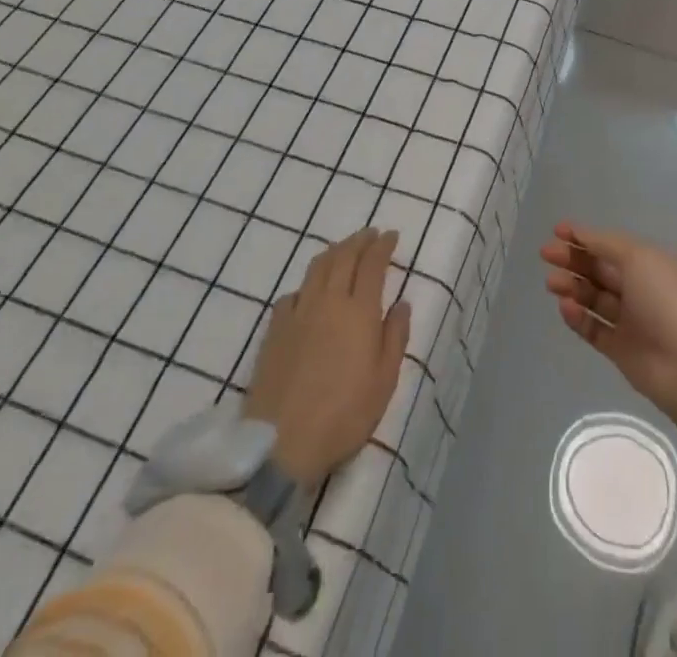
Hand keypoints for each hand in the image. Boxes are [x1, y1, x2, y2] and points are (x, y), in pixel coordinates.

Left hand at [244, 228, 410, 487]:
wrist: (281, 443)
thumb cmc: (344, 415)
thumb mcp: (384, 381)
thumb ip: (395, 337)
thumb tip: (402, 303)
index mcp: (359, 311)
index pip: (372, 264)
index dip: (382, 246)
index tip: (391, 236)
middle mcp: (328, 301)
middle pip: (343, 257)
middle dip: (359, 240)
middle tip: (370, 234)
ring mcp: (298, 313)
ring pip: (317, 268)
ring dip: (334, 252)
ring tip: (343, 250)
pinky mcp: (274, 330)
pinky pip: (293, 293)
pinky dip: (307, 284)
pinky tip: (309, 292)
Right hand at [540, 221, 676, 433]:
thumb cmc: (667, 302)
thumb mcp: (639, 259)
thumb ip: (606, 244)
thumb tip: (580, 233)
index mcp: (649, 263)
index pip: (610, 245)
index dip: (584, 236)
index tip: (557, 231)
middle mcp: (639, 288)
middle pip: (599, 269)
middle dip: (573, 259)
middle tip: (546, 255)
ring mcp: (630, 320)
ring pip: (593, 297)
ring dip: (572, 286)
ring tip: (552, 283)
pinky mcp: (620, 349)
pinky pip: (593, 328)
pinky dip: (577, 317)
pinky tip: (565, 307)